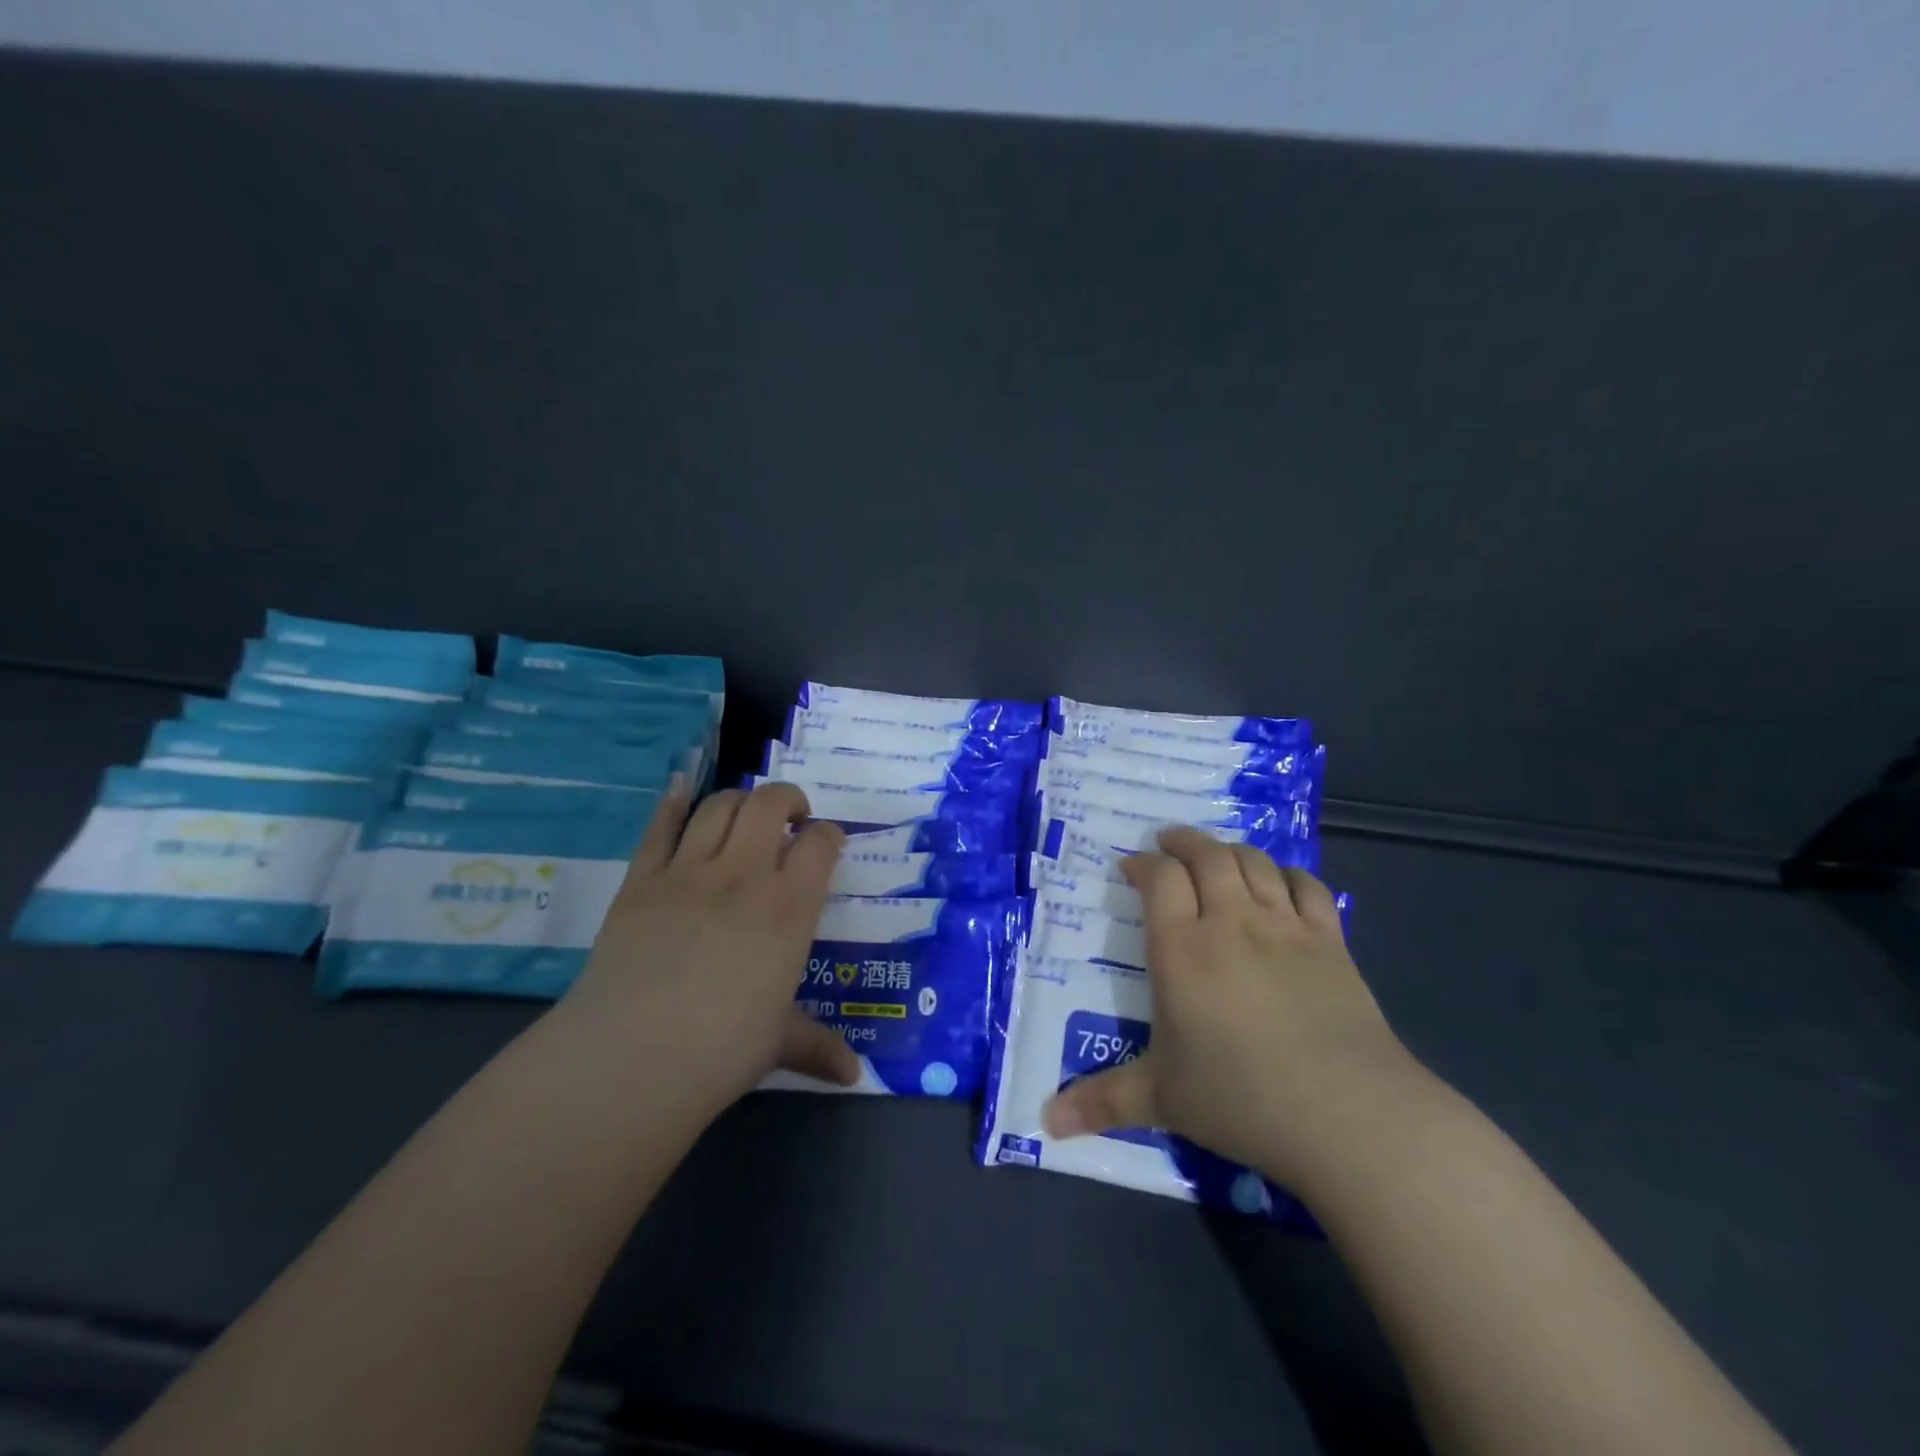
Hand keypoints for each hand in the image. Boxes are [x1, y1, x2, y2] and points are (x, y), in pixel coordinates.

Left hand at [564, 780, 860, 1108]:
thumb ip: (818, 1046)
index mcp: (789, 908)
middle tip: (790, 818)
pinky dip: (672, 803)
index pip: (820, 843)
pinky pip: (659, 827)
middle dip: (787, 800)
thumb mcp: (779, 1042)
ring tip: (743, 816)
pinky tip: (680, 793)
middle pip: (770, 804)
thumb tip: (853, 1076)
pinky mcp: (641, 880)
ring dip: (738, 801)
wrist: (632, 1057)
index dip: (828, 835)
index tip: (827, 844)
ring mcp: (688, 872)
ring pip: (719, 806)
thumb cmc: (722, 1049)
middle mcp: (744, 875)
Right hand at [1042, 827, 1420, 1191]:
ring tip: (1217, 854)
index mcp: (1181, 949)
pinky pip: (1307, 887)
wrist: (1348, 1114)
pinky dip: (1288, 874)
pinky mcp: (1330, 942)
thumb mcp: (1162, 1100)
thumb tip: (1047, 1123)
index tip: (1132, 867)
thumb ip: (1103, 1101)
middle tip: (1169, 842)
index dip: (1143, 864)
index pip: (1159, 878)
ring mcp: (1284, 927)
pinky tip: (1280, 881)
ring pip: (1254, 863)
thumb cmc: (1241, 1099)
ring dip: (1230, 850)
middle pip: (1206, 856)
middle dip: (1183, 842)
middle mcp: (1230, 923)